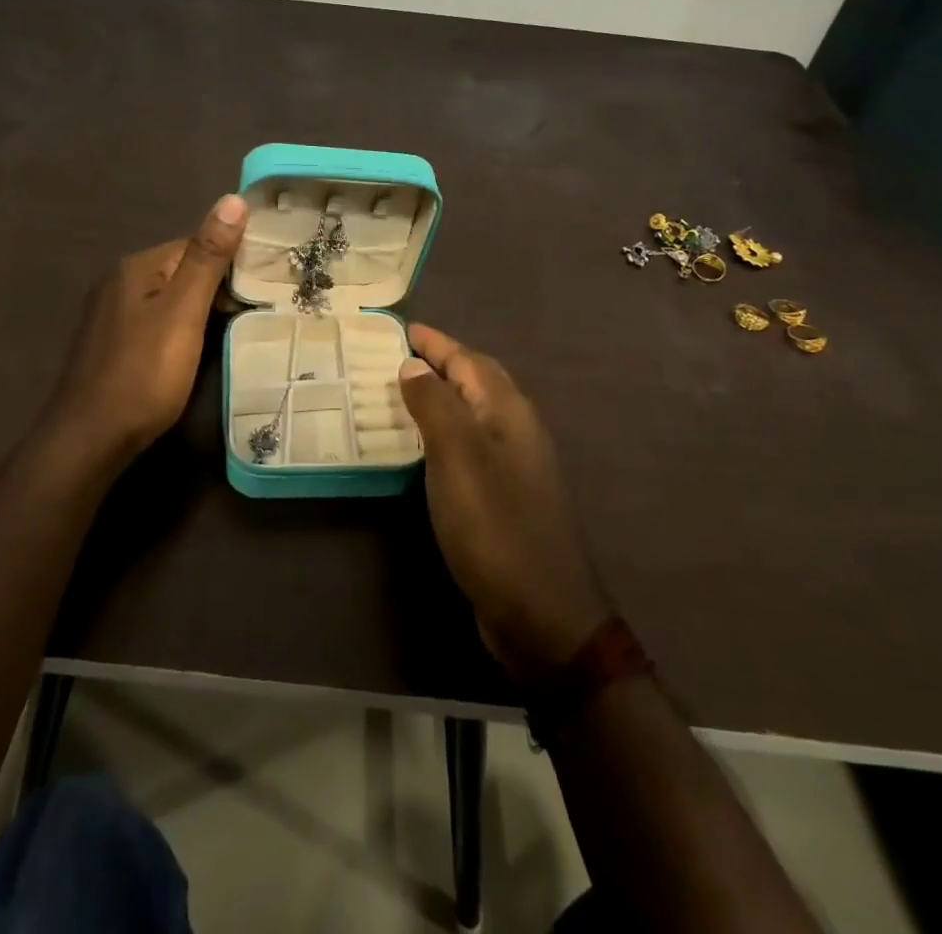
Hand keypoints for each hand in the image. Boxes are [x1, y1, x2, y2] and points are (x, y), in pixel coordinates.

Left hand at [38, 194, 248, 469]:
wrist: (90, 439)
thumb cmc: (143, 373)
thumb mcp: (183, 312)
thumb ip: (208, 257)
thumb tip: (234, 198)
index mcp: (136, 267)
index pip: (194, 244)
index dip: (230, 261)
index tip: (264, 284)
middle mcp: (119, 283)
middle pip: (181, 271)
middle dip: (217, 286)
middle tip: (256, 308)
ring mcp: (112, 316)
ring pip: (169, 299)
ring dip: (200, 310)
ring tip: (235, 329)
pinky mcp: (112, 345)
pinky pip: (157, 323)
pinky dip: (180, 330)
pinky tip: (195, 350)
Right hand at [399, 324, 609, 683]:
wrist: (542, 613)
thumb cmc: (495, 525)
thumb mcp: (457, 456)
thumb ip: (435, 403)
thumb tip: (415, 364)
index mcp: (508, 411)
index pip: (468, 360)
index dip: (436, 343)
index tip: (403, 328)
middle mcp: (515, 430)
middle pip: (476, 381)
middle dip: (441, 363)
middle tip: (399, 354)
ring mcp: (513, 465)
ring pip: (472, 414)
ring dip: (441, 397)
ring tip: (402, 392)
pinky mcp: (504, 497)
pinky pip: (469, 446)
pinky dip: (443, 433)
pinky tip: (422, 447)